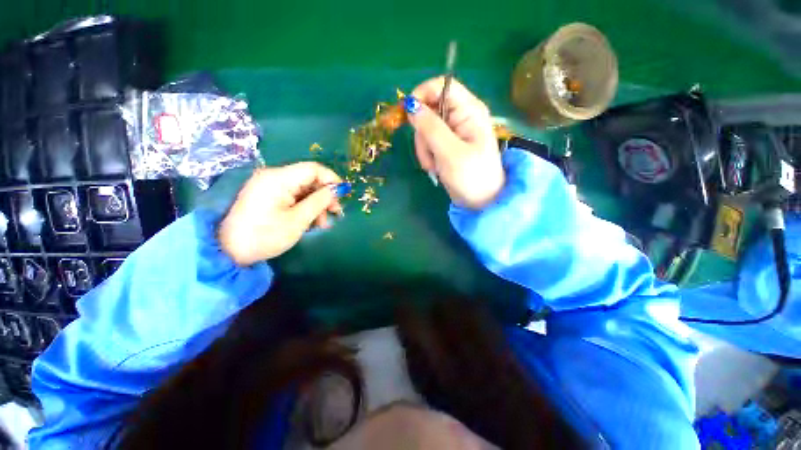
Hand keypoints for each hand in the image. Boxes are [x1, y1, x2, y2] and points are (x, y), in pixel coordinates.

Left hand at [218, 162, 342, 265]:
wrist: (228, 251)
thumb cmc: (265, 235)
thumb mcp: (298, 220)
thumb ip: (320, 201)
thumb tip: (338, 189)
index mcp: (279, 178)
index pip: (313, 169)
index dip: (332, 179)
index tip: (344, 194)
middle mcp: (273, 176)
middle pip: (309, 179)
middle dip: (325, 195)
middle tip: (336, 213)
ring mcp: (269, 186)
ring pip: (303, 189)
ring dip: (316, 204)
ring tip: (322, 224)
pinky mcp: (267, 195)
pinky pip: (293, 195)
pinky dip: (305, 206)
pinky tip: (310, 221)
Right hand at [407, 77, 503, 208]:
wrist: (481, 201)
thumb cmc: (471, 177)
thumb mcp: (449, 152)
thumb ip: (430, 127)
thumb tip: (410, 104)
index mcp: (469, 110)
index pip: (441, 85)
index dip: (421, 94)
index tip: (408, 115)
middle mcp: (461, 116)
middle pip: (429, 109)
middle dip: (423, 133)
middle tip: (428, 154)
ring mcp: (453, 131)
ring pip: (425, 128)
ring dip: (424, 148)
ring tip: (434, 166)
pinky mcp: (447, 145)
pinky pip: (428, 142)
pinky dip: (427, 154)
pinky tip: (435, 167)